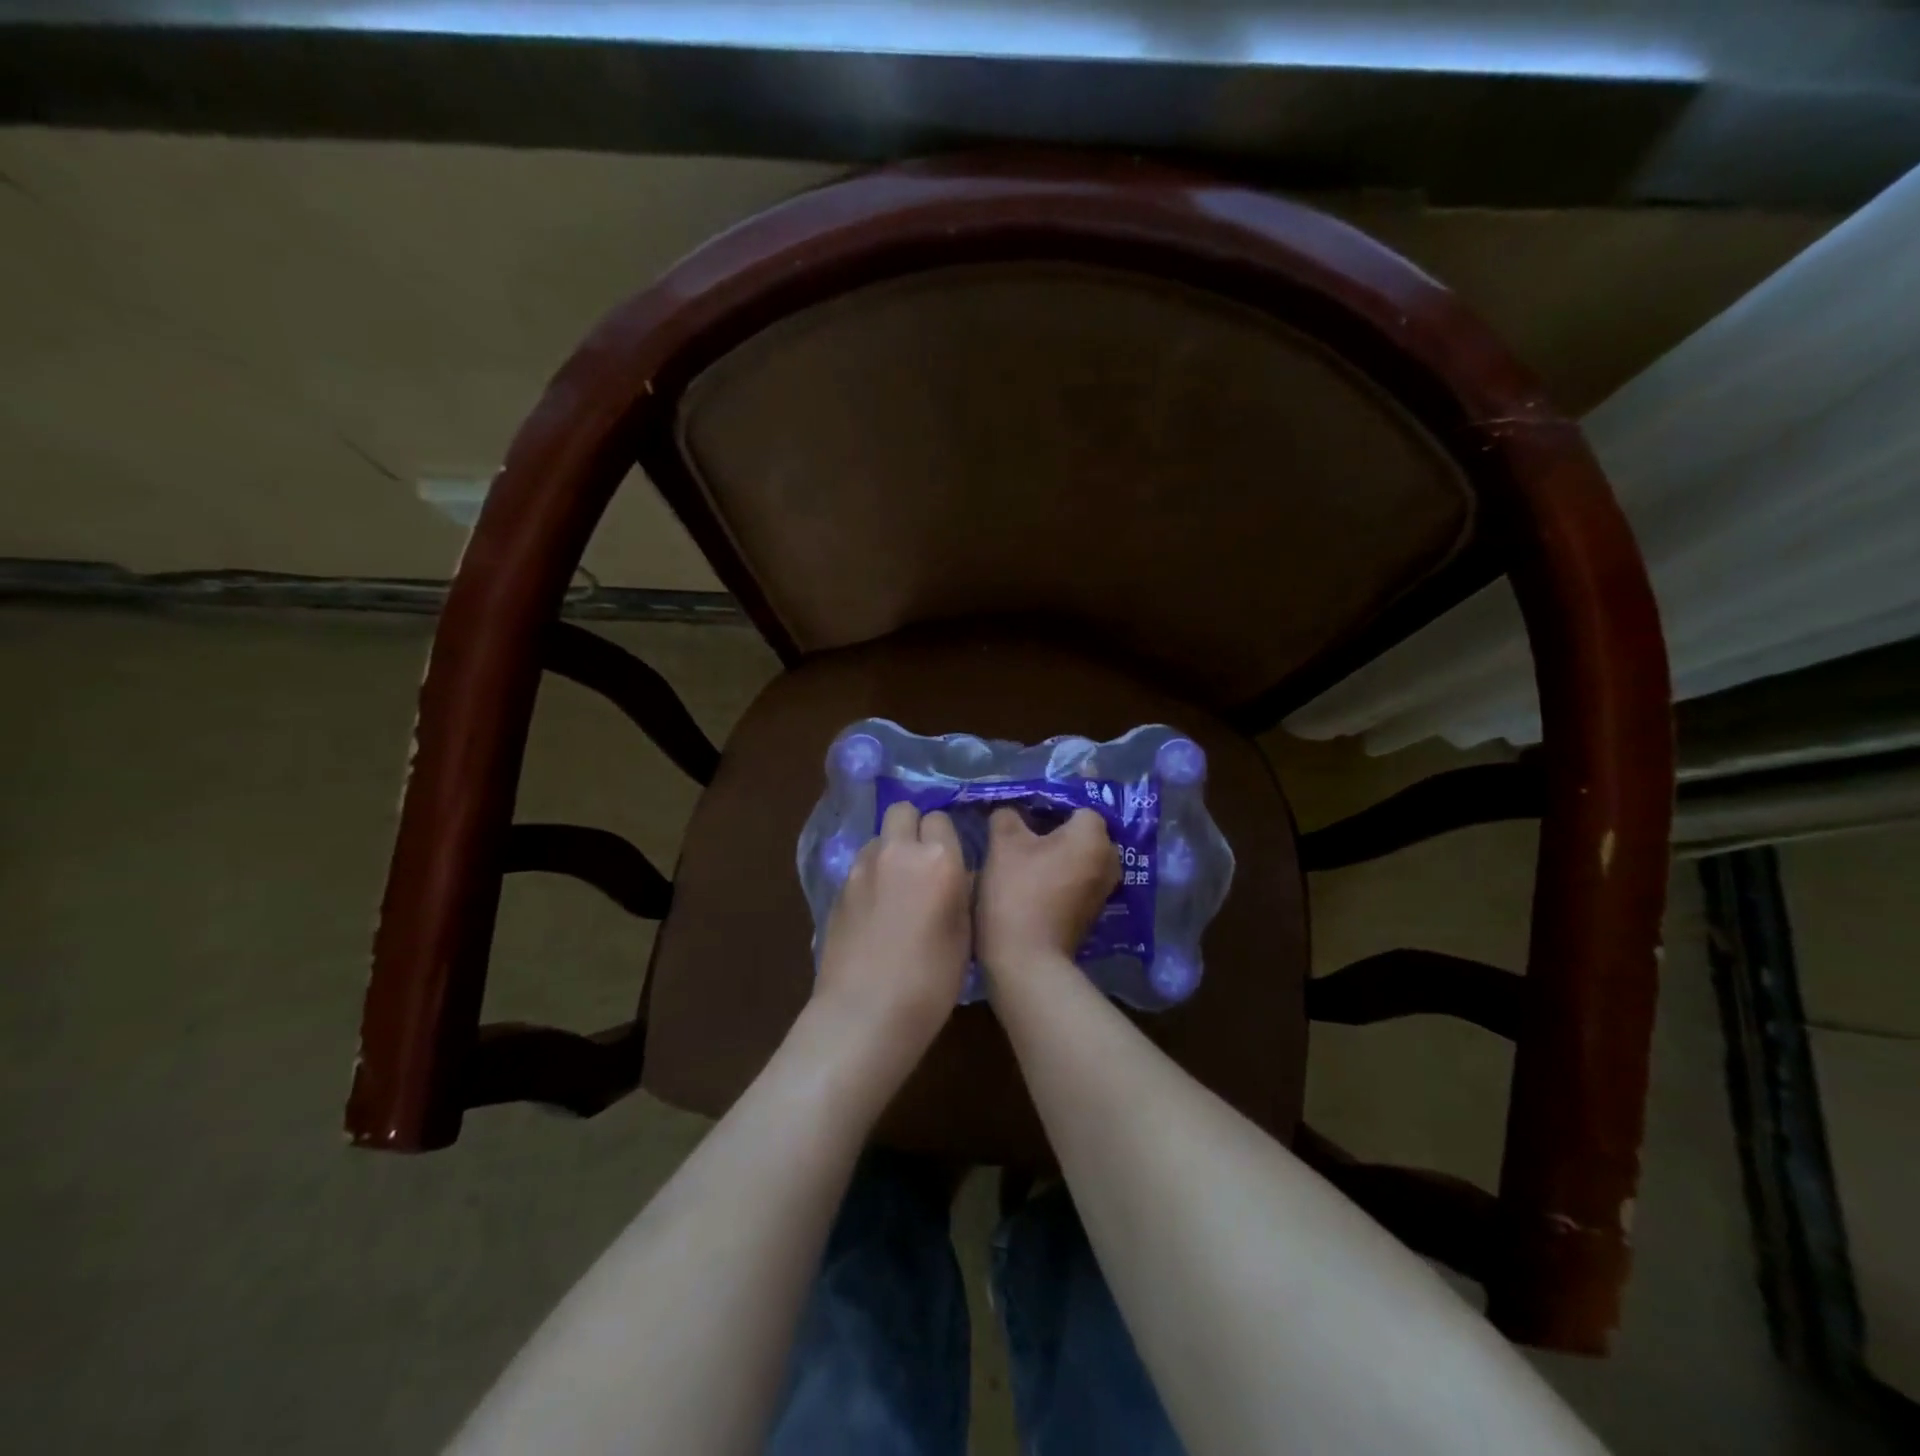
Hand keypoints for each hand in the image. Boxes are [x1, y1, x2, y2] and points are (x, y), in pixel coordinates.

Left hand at [811, 801, 971, 1083]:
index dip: (947, 838)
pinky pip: (861, 865)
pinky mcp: (838, 888)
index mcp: (938, 859)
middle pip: (903, 811)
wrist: (864, 1013)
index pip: (941, 819)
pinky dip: (872, 875)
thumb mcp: (965, 935)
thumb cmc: (930, 981)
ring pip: (879, 837)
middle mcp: (897, 851)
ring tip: (899, 888)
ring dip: (891, 850)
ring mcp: (862, 867)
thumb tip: (958, 875)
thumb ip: (961, 891)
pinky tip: (877, 910)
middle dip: (914, 827)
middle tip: (923, 862)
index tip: (951, 862)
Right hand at [976, 808, 1119, 984]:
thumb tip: (1009, 811)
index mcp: (1093, 836)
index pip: (1076, 803)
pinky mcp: (1093, 910)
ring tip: (1023, 855)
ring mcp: (1104, 888)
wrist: (1027, 959)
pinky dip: (1059, 874)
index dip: (1048, 803)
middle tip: (1020, 831)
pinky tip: (1032, 879)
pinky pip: (1078, 877)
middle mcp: (1109, 859)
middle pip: (1081, 829)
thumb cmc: (1017, 892)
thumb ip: (1007, 816)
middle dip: (1053, 827)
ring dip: (1056, 852)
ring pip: (1079, 855)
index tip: (1022, 809)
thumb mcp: (1003, 844)